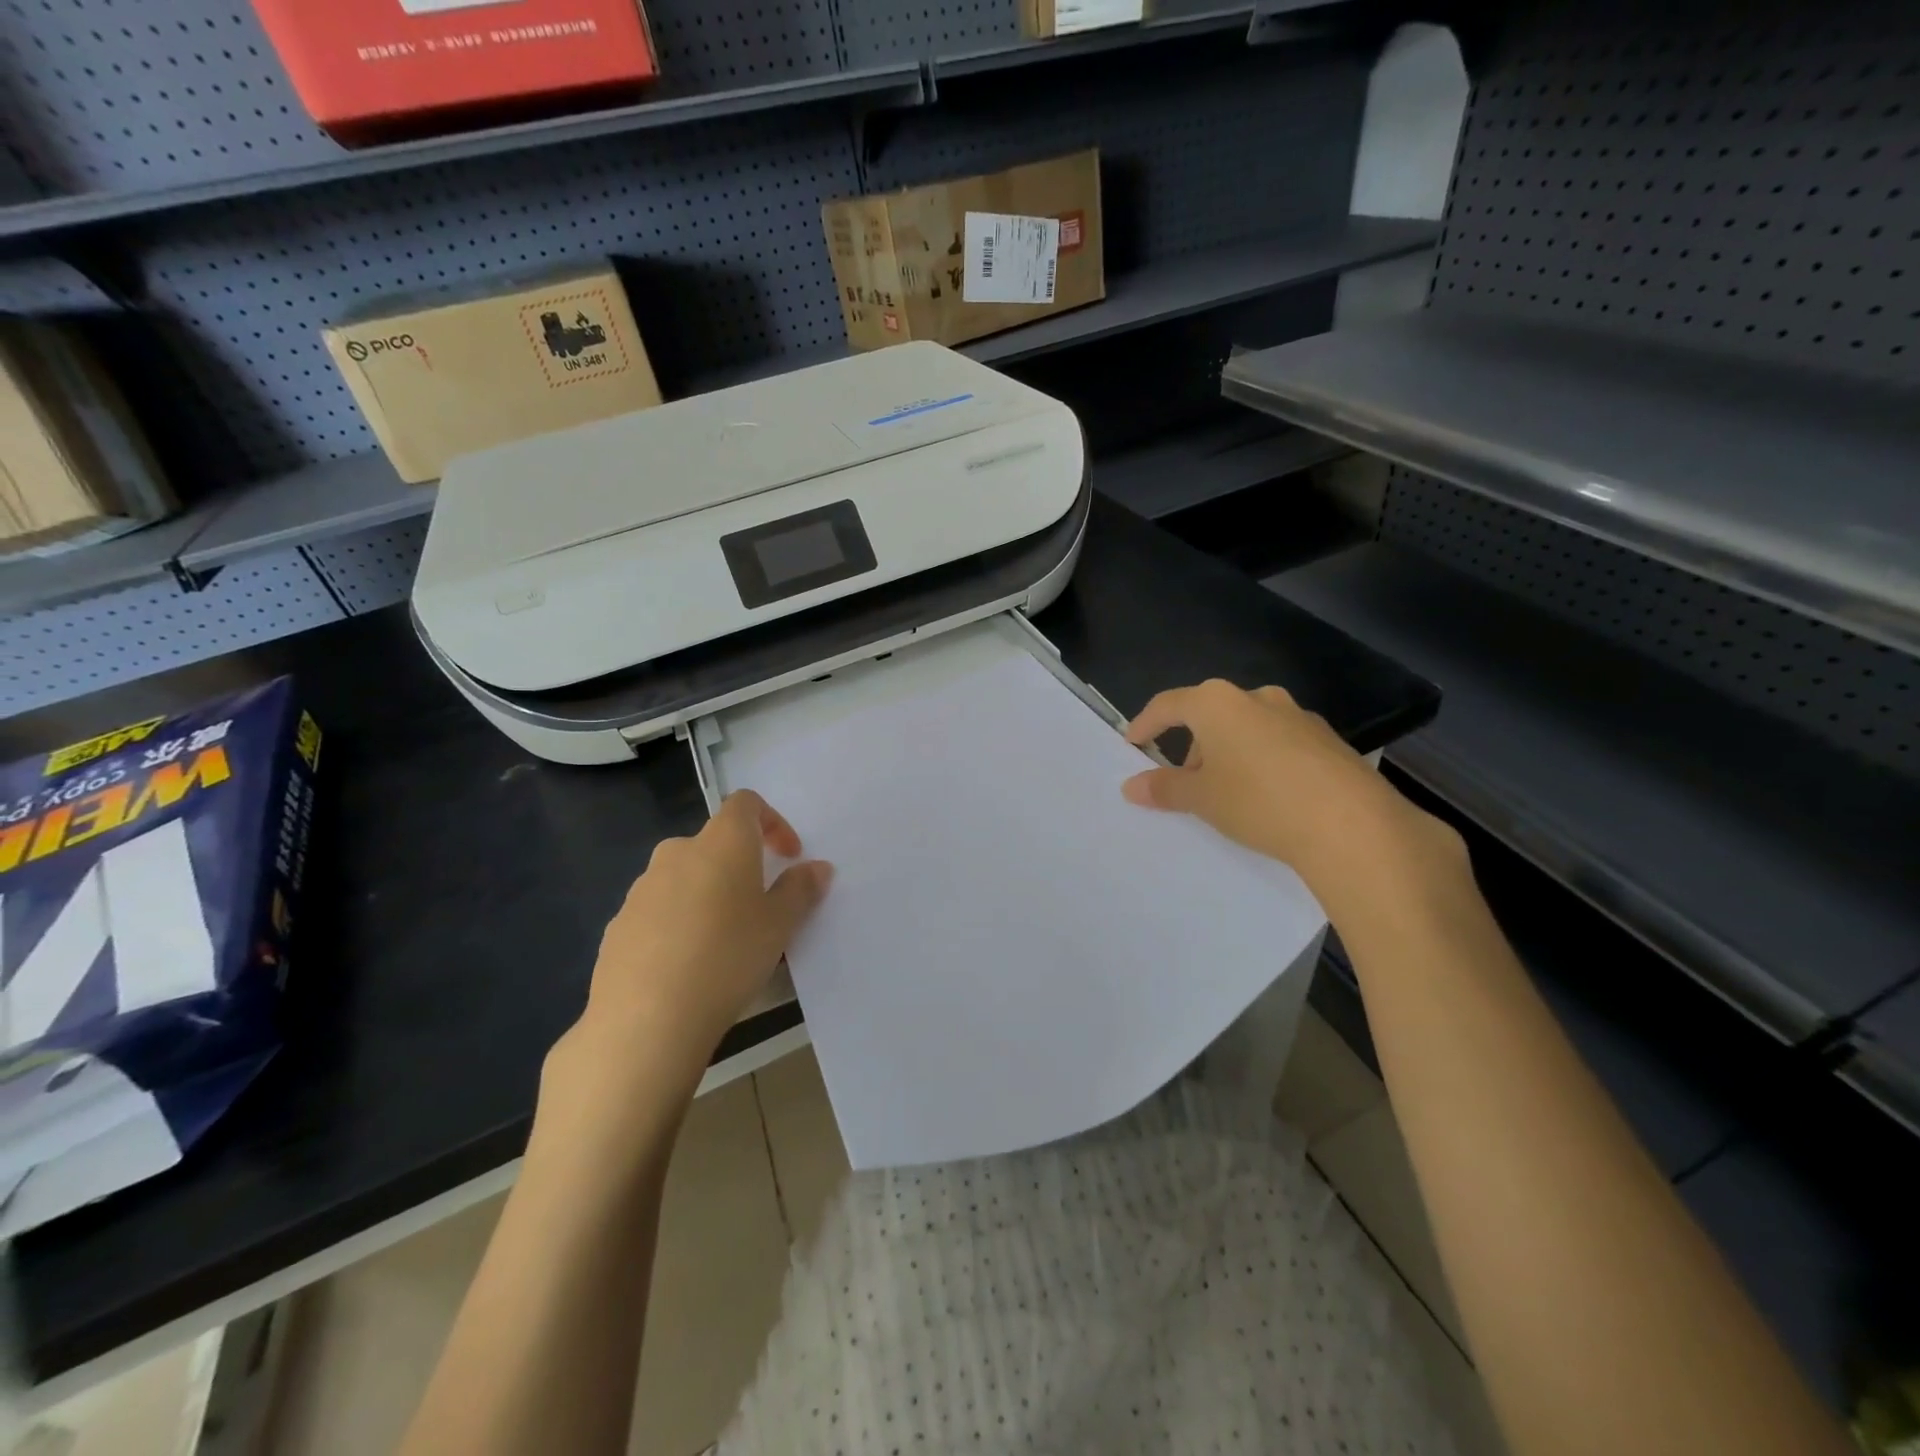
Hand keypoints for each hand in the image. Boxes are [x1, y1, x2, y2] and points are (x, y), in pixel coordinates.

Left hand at [548, 791, 831, 1107]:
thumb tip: (817, 867)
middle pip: (713, 843)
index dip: (772, 822)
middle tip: (758, 906)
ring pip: (684, 877)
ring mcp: (641, 889)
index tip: (788, 857)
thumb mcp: (779, 926)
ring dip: (708, 895)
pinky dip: (678, 922)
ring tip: (724, 941)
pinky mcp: (618, 925)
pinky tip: (688, 965)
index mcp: (721, 843)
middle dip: (739, 865)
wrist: (645, 1019)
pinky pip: (658, 910)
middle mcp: (677, 853)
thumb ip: (800, 890)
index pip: (745, 804)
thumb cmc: (727, 958)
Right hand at [1120, 680, 1464, 924]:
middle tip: (1187, 785)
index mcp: (1217, 703)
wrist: (1352, 824)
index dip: (1146, 724)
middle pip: (1210, 715)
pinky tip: (1270, 797)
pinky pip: (1279, 743)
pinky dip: (1262, 761)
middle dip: (1193, 747)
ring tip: (1230, 796)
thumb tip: (1131, 786)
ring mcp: (1297, 715)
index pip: (1168, 705)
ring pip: (1246, 729)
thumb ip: (1164, 788)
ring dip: (1228, 754)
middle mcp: (1257, 698)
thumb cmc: (1258, 801)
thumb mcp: (1202, 798)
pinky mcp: (1328, 739)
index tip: (1133, 744)